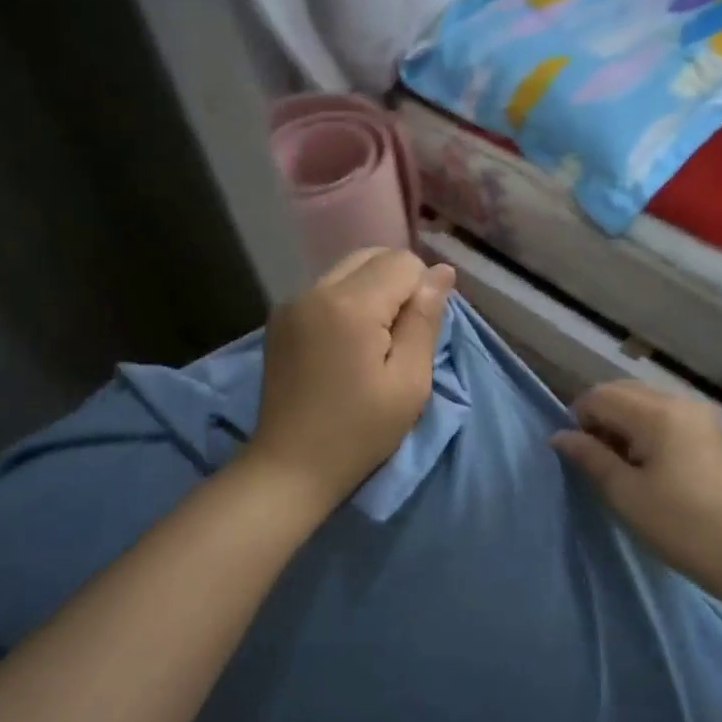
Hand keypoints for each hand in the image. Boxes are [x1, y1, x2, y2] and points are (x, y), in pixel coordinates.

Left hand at [250, 248, 455, 508]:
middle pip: (372, 256)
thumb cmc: (359, 431)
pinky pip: (324, 289)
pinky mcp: (279, 318)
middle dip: (396, 284)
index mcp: (350, 304)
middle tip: (396, 339)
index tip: (414, 337)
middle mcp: (315, 290)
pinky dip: (344, 302)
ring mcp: (291, 302)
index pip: (403, 262)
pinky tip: (344, 345)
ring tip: (370, 343)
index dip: (421, 293)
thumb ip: (425, 319)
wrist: (291, 465)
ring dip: (370, 291)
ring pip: (347, 269)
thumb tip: (442, 271)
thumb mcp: (409, 382)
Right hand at [552, 380, 721, 584]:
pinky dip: (646, 430)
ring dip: (623, 424)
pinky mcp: (710, 432)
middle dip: (601, 418)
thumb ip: (589, 456)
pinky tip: (648, 465)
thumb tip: (559, 436)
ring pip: (644, 402)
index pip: (600, 396)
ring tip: (622, 466)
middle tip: (597, 460)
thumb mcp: (623, 492)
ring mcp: (699, 415)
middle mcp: (679, 402)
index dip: (579, 419)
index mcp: (656, 413)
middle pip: (622, 392)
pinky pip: (665, 416)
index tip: (578, 455)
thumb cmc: (677, 524)